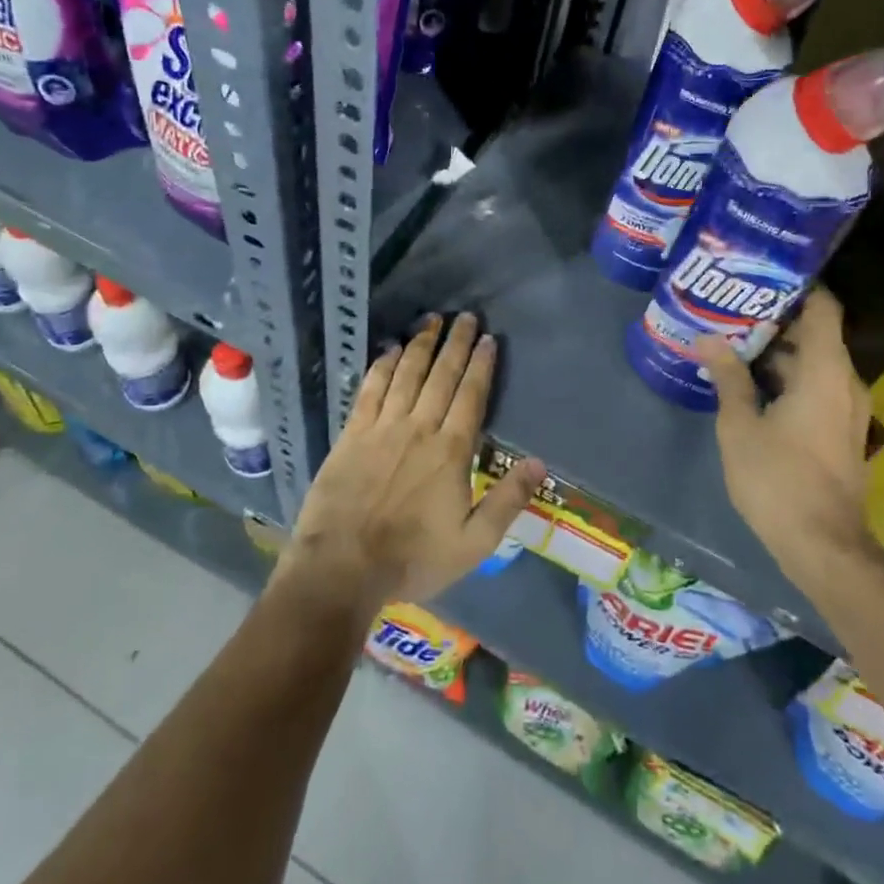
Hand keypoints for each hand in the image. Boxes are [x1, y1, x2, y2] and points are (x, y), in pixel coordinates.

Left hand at [277, 313, 544, 616]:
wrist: (343, 567)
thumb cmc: (413, 558)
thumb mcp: (473, 542)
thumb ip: (507, 500)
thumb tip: (540, 463)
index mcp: (451, 450)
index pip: (471, 395)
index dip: (481, 365)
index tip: (488, 338)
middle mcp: (418, 428)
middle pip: (441, 376)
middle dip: (455, 343)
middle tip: (465, 316)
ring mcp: (382, 428)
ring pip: (406, 375)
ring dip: (420, 345)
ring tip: (431, 320)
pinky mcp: (352, 434)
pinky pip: (370, 390)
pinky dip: (381, 367)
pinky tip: (388, 350)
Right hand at [696, 291, 881, 597]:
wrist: (824, 547)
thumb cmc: (778, 480)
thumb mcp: (740, 426)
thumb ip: (728, 377)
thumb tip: (709, 337)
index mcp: (824, 372)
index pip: (823, 308)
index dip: (799, 286)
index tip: (764, 274)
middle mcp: (845, 383)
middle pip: (816, 335)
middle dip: (777, 320)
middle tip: (733, 309)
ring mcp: (847, 410)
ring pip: (815, 364)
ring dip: (780, 353)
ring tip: (735, 342)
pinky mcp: (841, 432)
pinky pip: (818, 388)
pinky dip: (790, 378)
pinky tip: (752, 384)